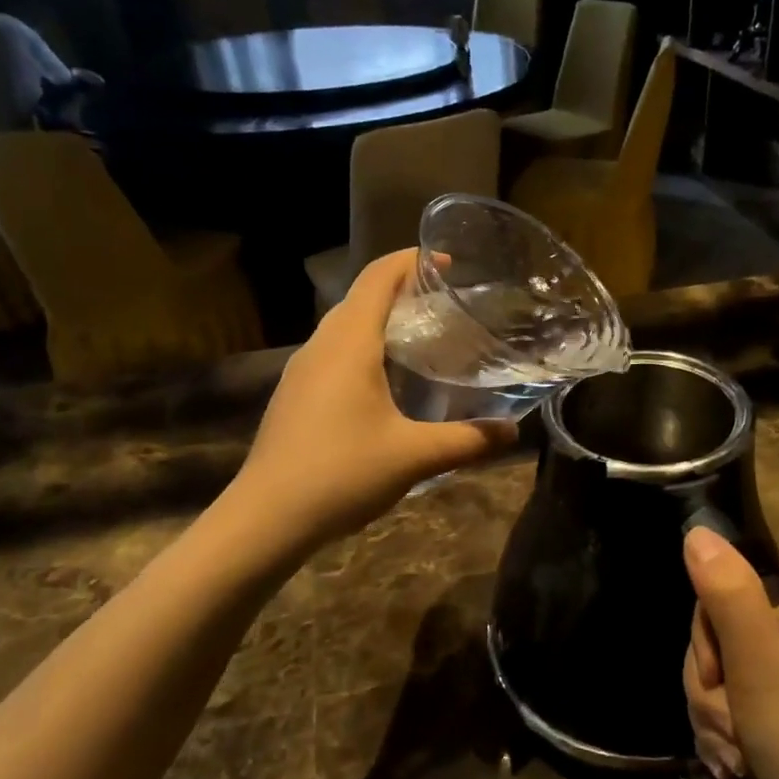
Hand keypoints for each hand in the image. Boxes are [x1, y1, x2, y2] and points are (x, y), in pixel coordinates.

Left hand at [236, 249, 518, 540]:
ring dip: (382, 320)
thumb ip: (468, 440)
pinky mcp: (295, 395)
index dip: (412, 260)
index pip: (378, 277)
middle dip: (403, 289)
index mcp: (348, 343)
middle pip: (361, 297)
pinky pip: (335, 353)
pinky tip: (388, 383)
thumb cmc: (341, 473)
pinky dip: (366, 348)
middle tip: (448, 305)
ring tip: (424, 339)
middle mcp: (321, 346)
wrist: (265, 518)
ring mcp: (302, 371)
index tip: (449, 262)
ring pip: (345, 326)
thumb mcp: (415, 457)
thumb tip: (513, 432)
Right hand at [683, 527, 778, 778]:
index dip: (709, 637)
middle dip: (713, 686)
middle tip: (730, 726)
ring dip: (716, 714)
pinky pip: (738, 701)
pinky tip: (738, 763)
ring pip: (724, 672)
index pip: (727, 589)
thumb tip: (697, 531)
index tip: (720, 679)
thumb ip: (725, 592)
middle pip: (723, 633)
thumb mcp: (758, 662)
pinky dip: (728, 732)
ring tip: (735, 753)